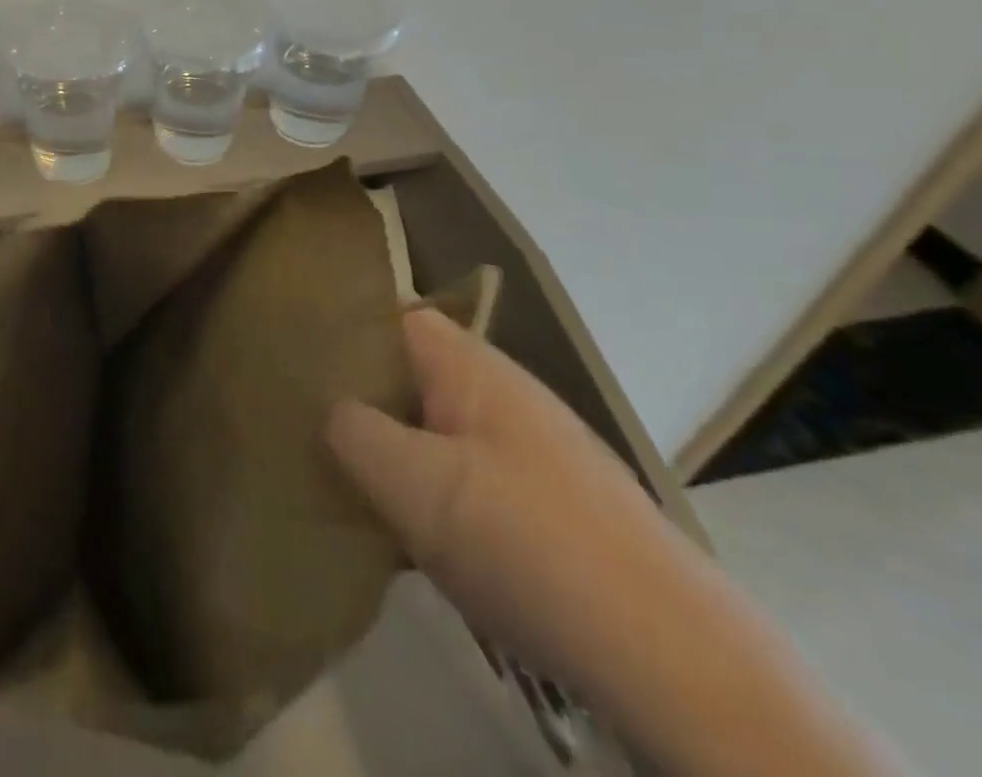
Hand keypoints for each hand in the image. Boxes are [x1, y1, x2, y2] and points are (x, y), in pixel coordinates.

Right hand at [325, 306, 681, 697]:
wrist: (678, 663)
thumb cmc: (526, 543)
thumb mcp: (411, 483)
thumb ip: (352, 430)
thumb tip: (332, 412)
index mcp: (474, 369)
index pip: (396, 318)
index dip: (348, 334)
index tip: (302, 367)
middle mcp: (508, 397)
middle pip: (416, 378)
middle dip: (367, 402)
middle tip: (318, 435)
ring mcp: (538, 454)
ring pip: (442, 433)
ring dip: (401, 456)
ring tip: (359, 491)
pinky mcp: (557, 510)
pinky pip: (473, 480)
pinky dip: (439, 499)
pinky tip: (422, 541)